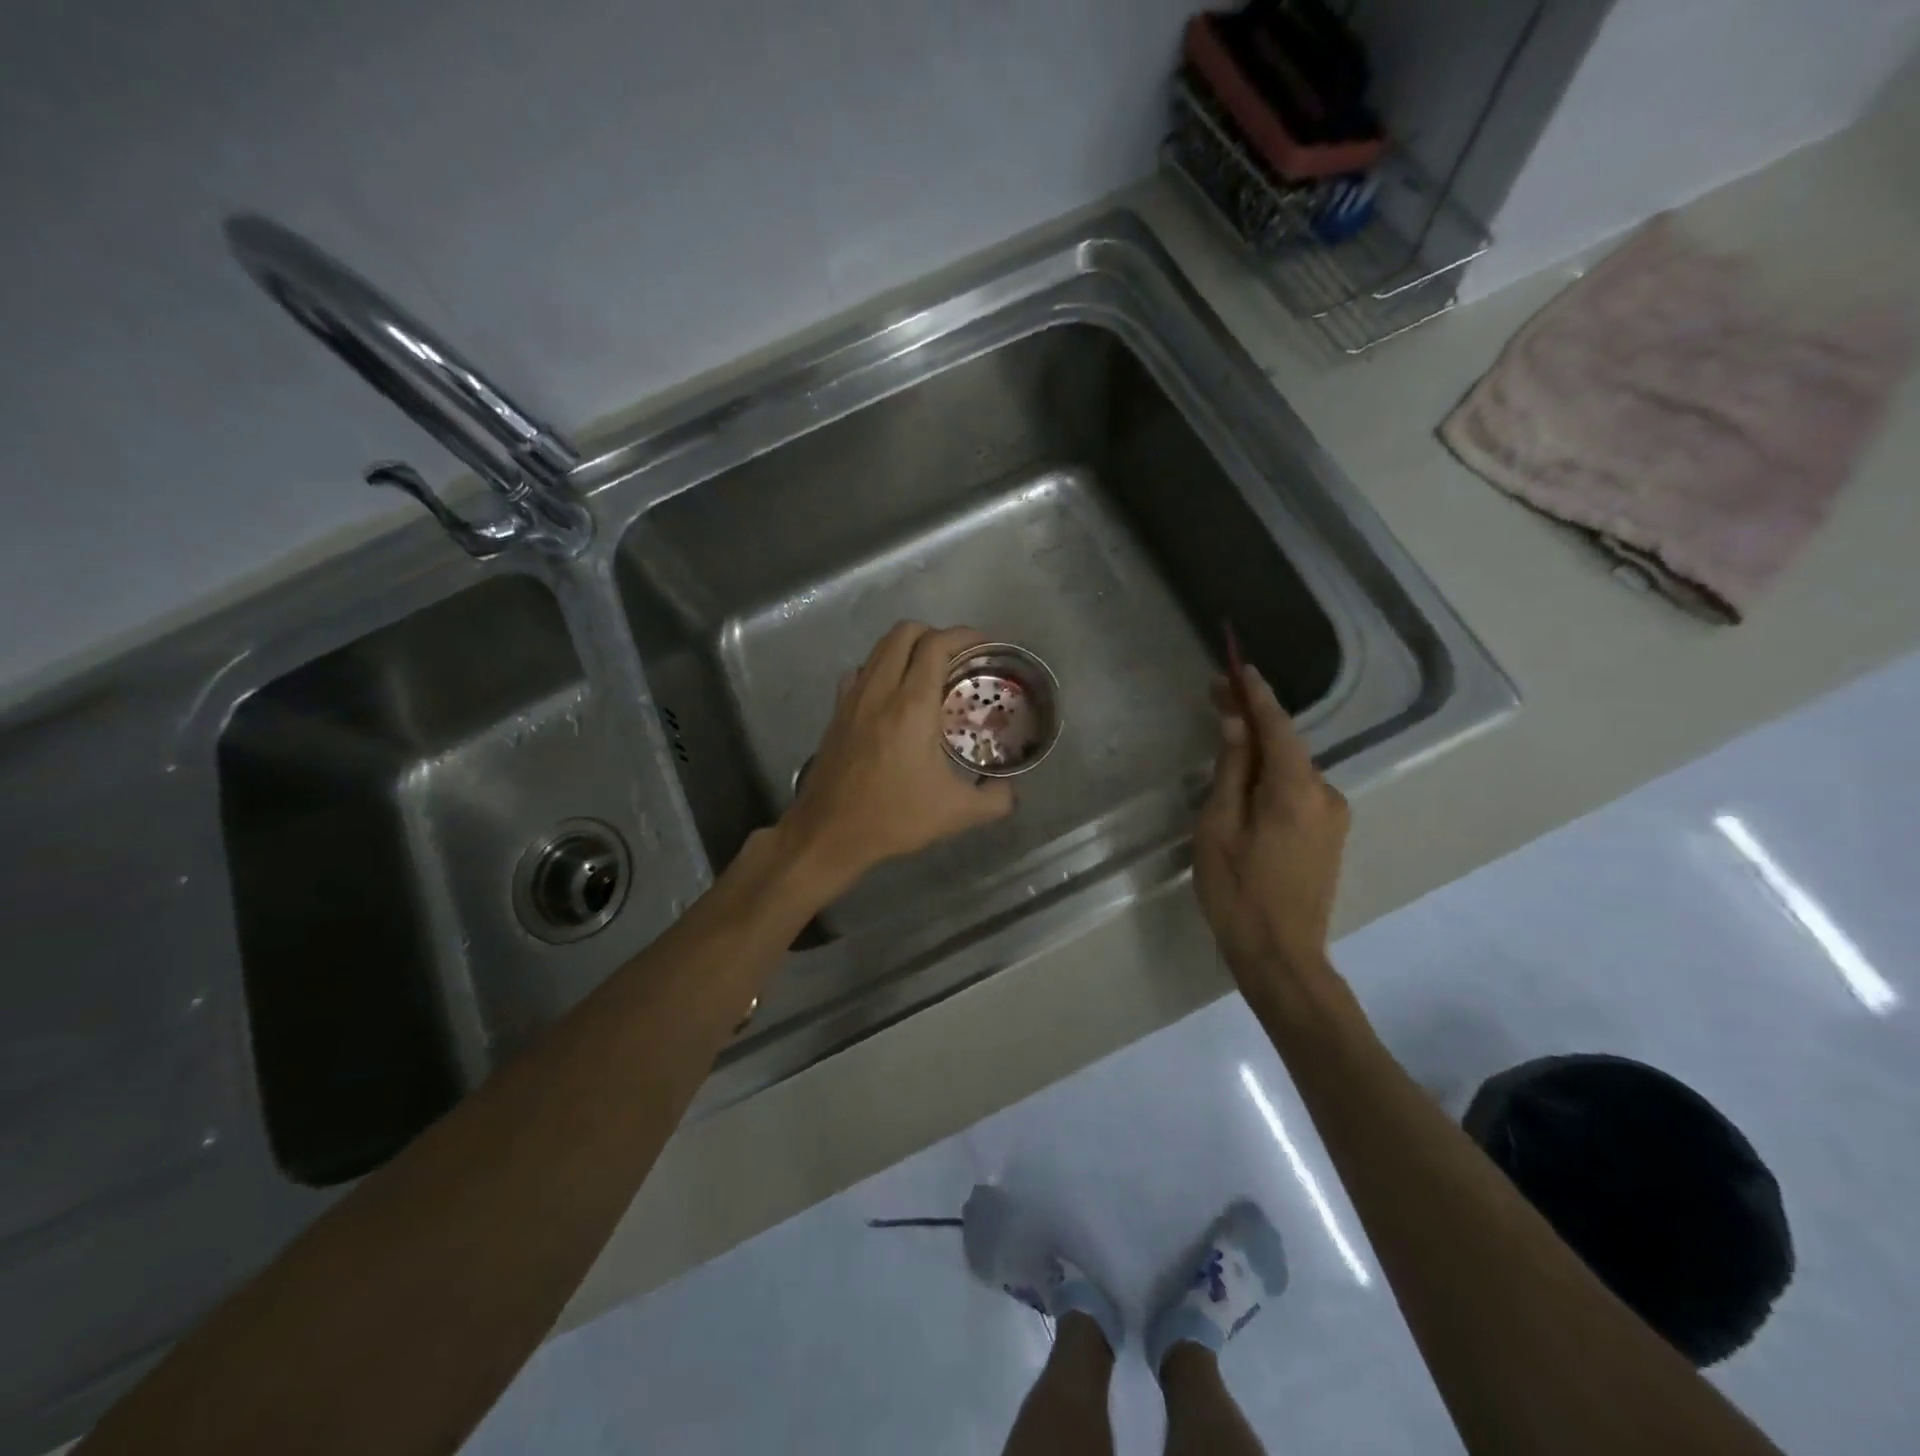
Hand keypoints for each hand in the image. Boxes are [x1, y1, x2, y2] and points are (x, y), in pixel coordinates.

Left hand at [777, 622, 1015, 899]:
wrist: (829, 833)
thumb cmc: (894, 817)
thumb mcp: (956, 814)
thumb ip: (995, 799)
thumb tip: (1012, 789)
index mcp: (912, 705)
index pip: (936, 645)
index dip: (965, 635)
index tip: (985, 645)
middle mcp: (880, 691)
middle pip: (905, 632)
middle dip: (936, 633)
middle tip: (958, 658)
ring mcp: (853, 698)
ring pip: (879, 648)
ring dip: (907, 648)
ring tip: (929, 673)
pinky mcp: (837, 712)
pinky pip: (861, 671)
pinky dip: (881, 668)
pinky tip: (893, 696)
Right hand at [1193, 664, 1349, 996]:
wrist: (1282, 956)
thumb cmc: (1238, 892)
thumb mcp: (1218, 829)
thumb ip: (1230, 773)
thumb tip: (1235, 726)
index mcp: (1295, 791)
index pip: (1277, 727)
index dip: (1256, 694)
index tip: (1238, 666)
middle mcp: (1325, 794)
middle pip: (1286, 744)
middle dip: (1252, 718)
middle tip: (1215, 695)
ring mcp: (1333, 816)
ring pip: (1291, 768)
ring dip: (1261, 748)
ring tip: (1224, 738)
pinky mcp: (1330, 834)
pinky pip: (1298, 790)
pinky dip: (1272, 774)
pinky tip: (1247, 778)